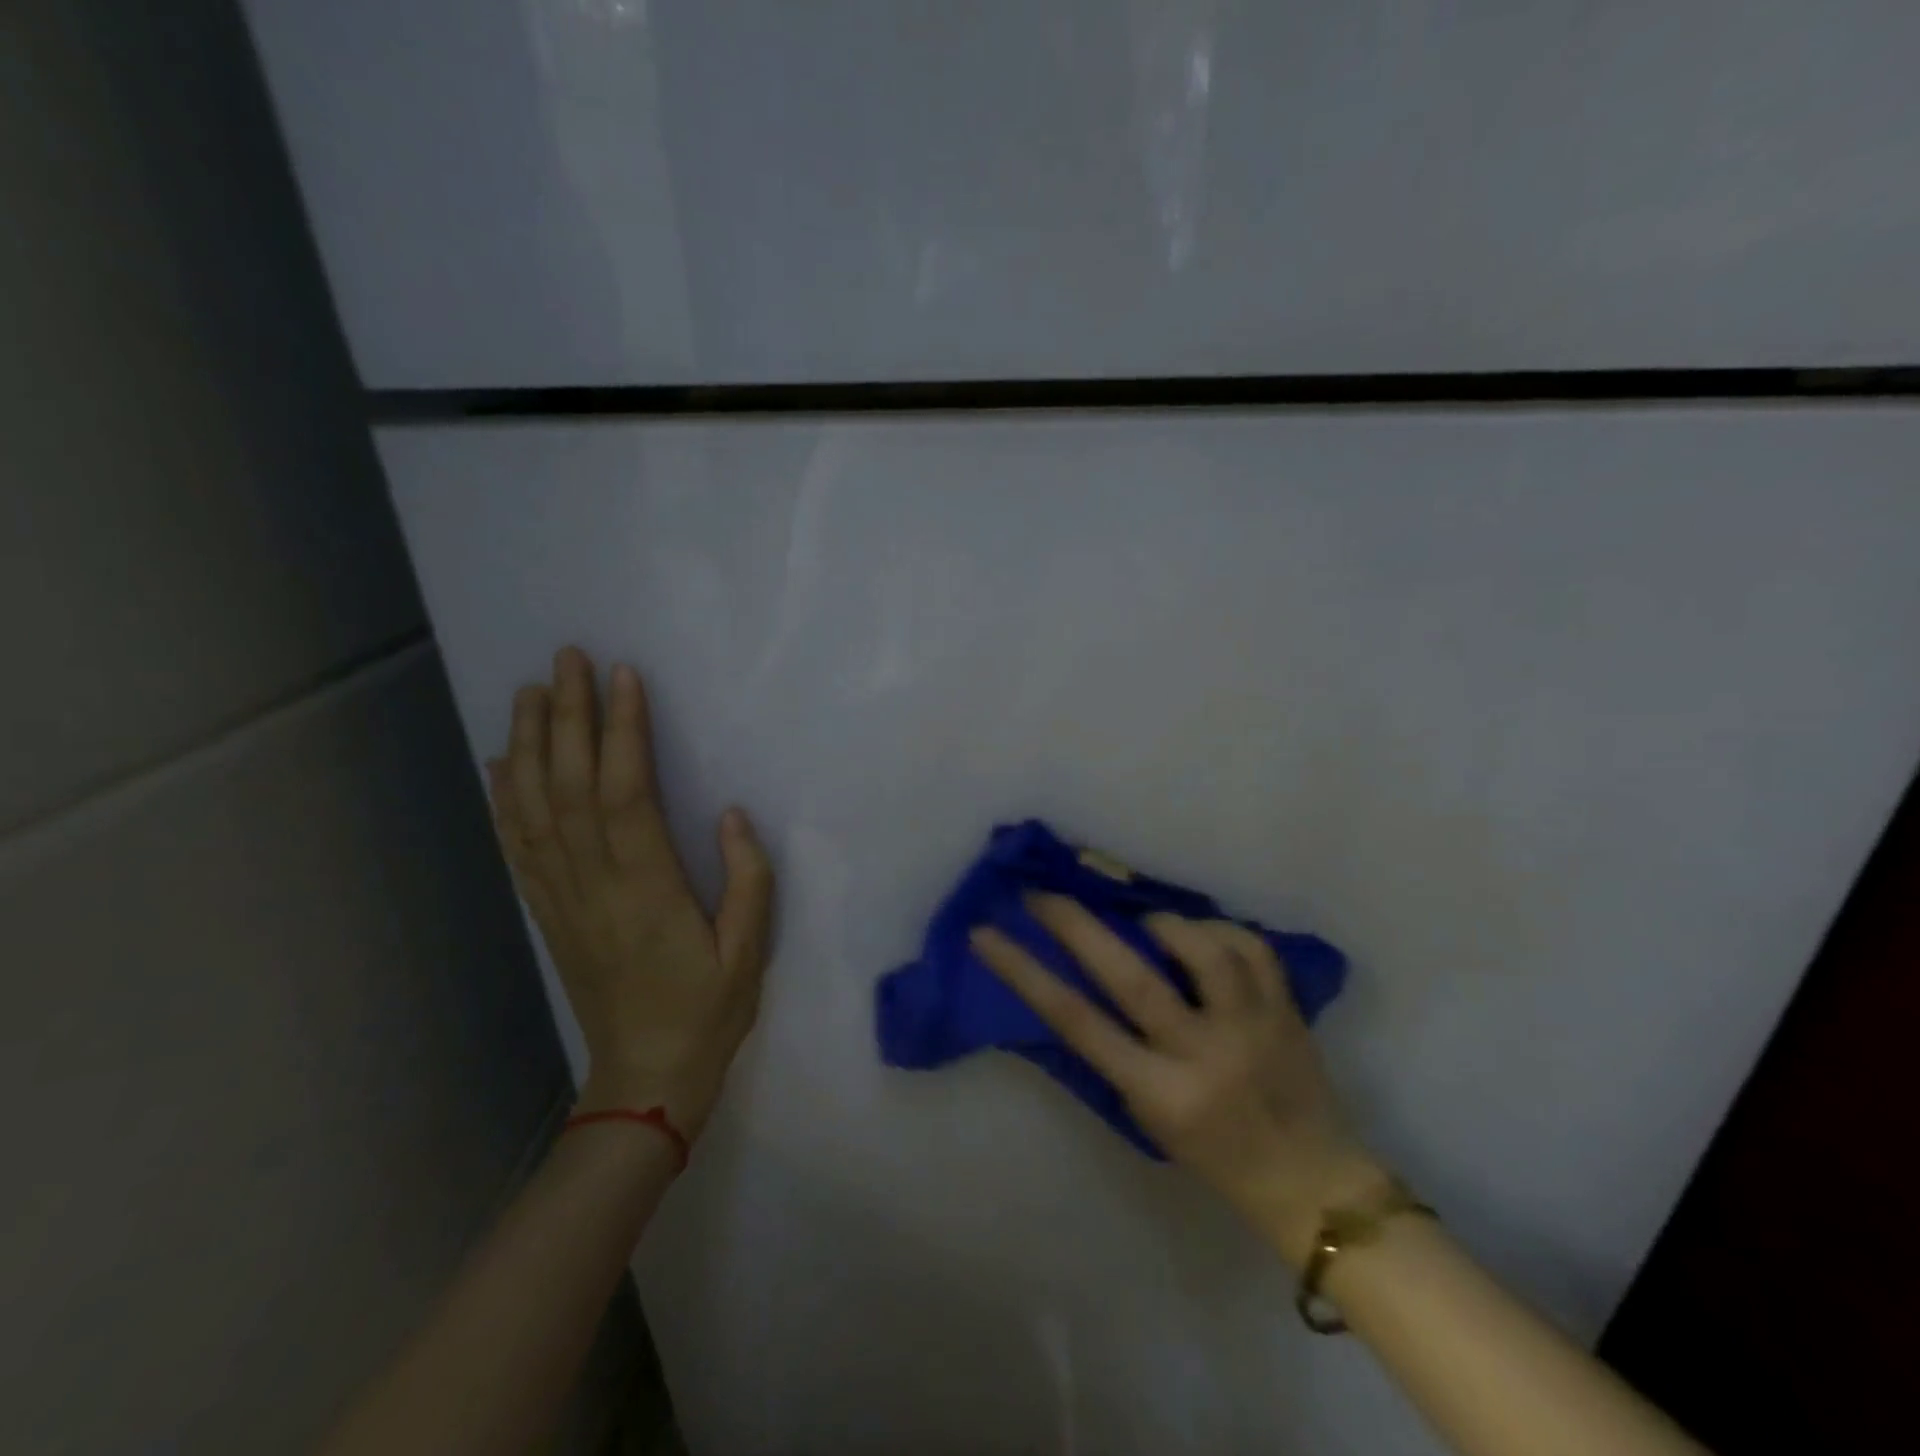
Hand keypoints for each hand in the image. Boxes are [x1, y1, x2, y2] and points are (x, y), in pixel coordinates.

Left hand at [487, 647, 774, 1141]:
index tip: (623, 679)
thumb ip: (749, 880)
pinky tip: (503, 763)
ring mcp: (562, 897)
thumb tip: (731, 814)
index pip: (626, 793)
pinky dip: (505, 798)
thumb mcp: (750, 951)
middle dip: (566, 717)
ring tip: (530, 691)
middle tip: (566, 659)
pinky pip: (519, 845)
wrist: (644, 1077)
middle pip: (569, 786)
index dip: (622, 732)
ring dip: (529, 744)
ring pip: (535, 808)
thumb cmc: (708, 1011)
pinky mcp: (549, 911)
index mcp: (647, 888)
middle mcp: (594, 883)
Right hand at [972, 895, 1385, 1264]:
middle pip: (1131, 975)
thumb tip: (1075, 979)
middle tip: (1041, 893)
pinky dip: (1216, 929)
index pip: (1076, 1021)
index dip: (1024, 971)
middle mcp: (1204, 1054)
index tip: (987, 934)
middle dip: (1076, 924)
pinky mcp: (1287, 1007)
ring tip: (1143, 923)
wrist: (1312, 1181)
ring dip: (1161, 923)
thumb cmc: (1215, 1156)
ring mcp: (1252, 1025)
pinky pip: (1248, 945)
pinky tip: (1200, 934)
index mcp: (1161, 1093)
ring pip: (1200, 949)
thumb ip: (1113, 1050)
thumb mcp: (1147, 1115)